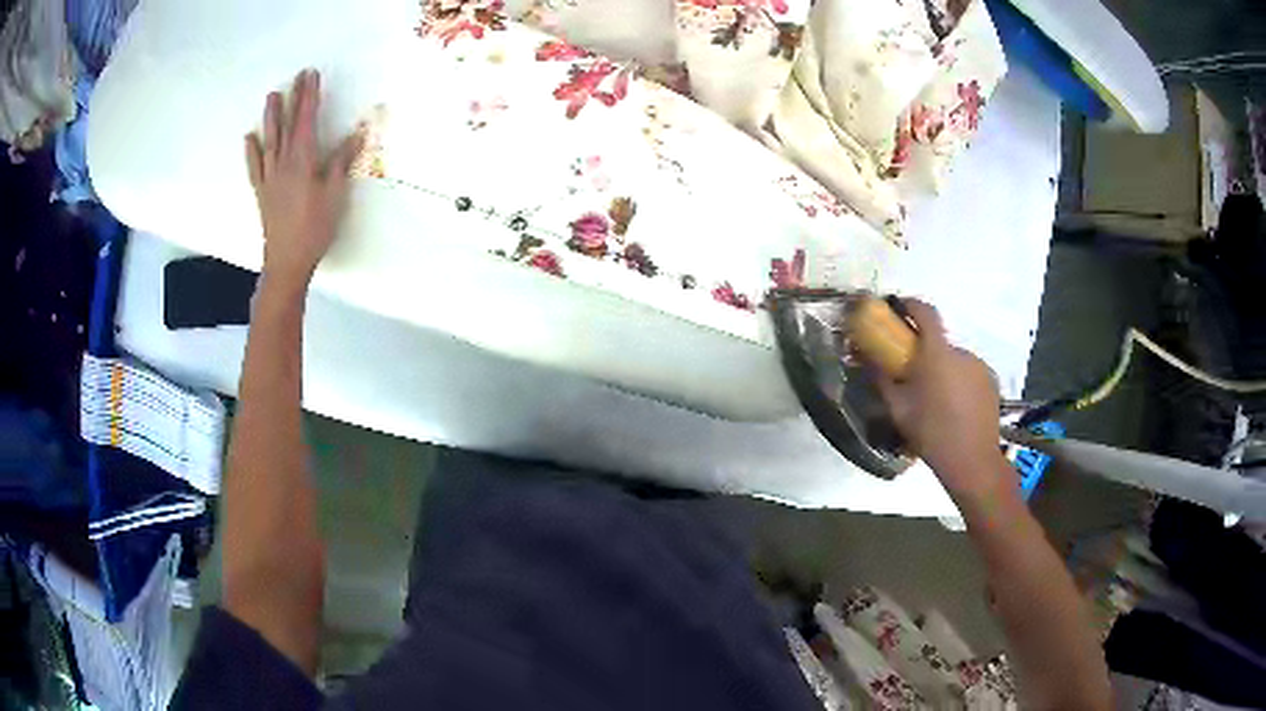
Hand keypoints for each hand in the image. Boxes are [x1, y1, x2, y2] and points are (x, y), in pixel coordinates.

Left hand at [245, 69, 364, 288]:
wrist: (287, 261)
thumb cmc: (314, 229)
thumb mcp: (335, 195)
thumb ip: (341, 162)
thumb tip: (356, 134)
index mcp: (303, 161)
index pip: (307, 120)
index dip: (310, 96)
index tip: (312, 75)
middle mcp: (283, 164)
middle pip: (288, 125)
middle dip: (294, 99)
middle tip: (298, 76)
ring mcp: (270, 177)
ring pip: (269, 140)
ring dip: (271, 117)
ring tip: (272, 96)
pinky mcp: (262, 192)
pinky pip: (255, 166)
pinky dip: (251, 151)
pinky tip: (249, 138)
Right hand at [875, 300, 1002, 495]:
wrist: (972, 461)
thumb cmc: (931, 433)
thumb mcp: (898, 408)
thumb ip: (882, 378)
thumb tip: (864, 356)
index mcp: (937, 353)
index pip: (926, 312)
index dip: (911, 305)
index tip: (899, 308)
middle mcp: (961, 352)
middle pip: (940, 341)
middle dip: (925, 350)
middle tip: (914, 374)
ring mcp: (980, 366)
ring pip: (955, 360)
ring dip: (944, 369)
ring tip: (936, 397)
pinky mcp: (991, 382)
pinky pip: (969, 373)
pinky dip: (959, 381)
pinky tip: (955, 407)